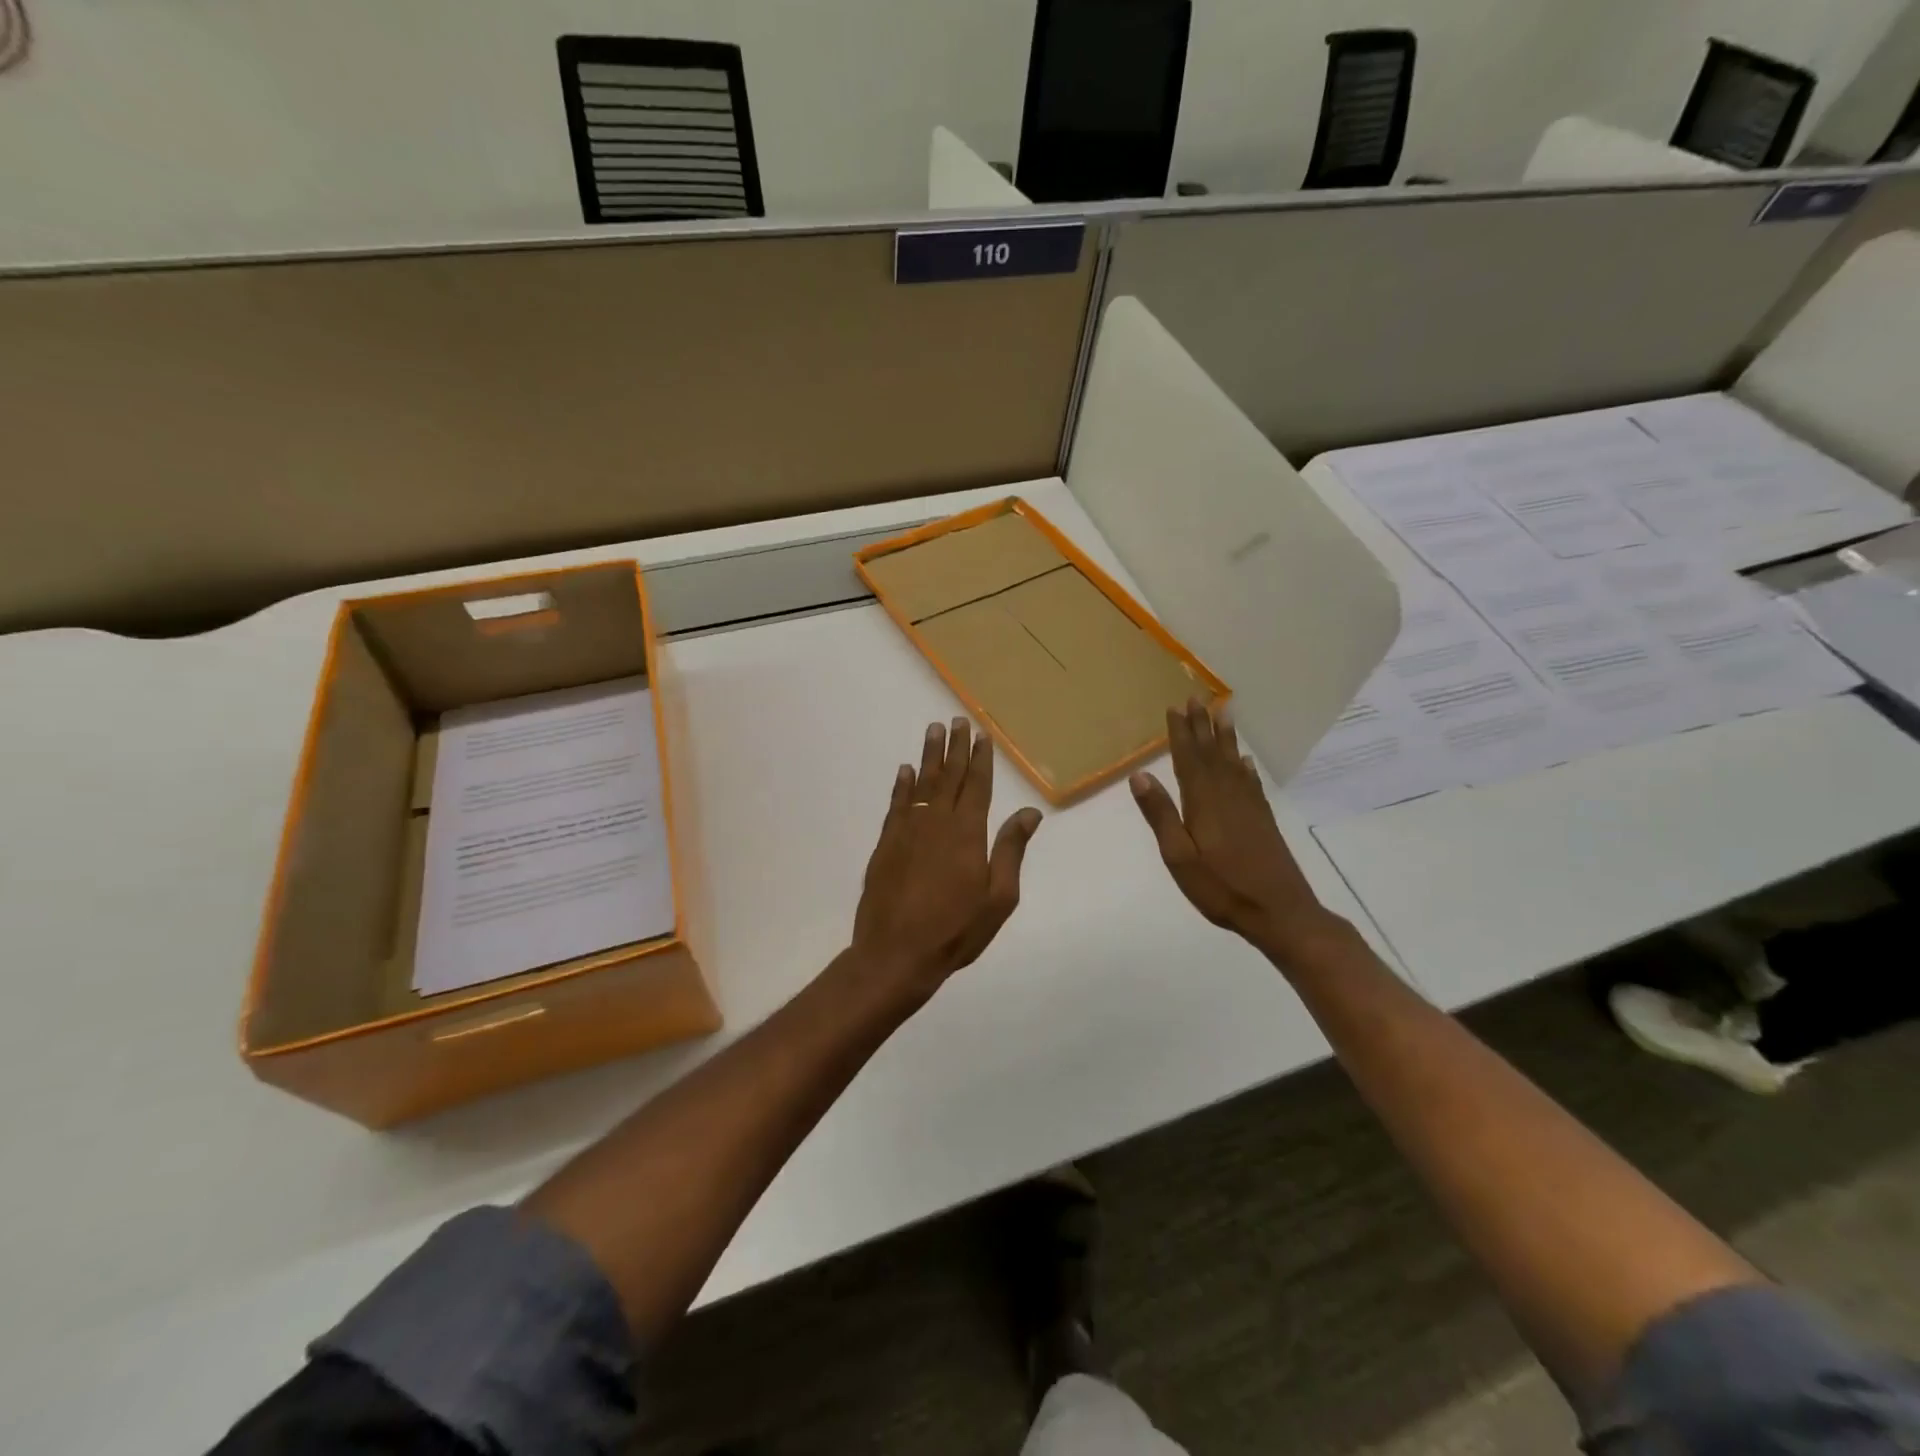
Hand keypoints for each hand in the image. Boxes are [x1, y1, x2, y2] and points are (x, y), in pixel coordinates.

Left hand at [851, 717, 1042, 997]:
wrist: (896, 953)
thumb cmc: (956, 930)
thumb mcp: (998, 897)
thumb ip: (1011, 850)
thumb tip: (1030, 811)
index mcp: (968, 833)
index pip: (977, 786)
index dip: (981, 760)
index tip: (982, 736)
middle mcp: (937, 822)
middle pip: (949, 777)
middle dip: (955, 748)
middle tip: (957, 721)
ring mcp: (908, 830)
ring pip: (921, 784)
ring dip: (928, 757)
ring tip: (933, 731)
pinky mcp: (886, 844)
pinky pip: (896, 804)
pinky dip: (901, 785)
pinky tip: (905, 771)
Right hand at [1130, 699, 1342, 957]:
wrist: (1280, 912)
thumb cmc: (1221, 888)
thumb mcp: (1179, 857)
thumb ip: (1160, 815)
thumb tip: (1139, 775)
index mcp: (1203, 803)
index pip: (1188, 760)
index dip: (1181, 733)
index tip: (1175, 708)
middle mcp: (1227, 797)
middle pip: (1211, 754)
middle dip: (1203, 726)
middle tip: (1196, 698)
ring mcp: (1248, 808)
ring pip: (1233, 763)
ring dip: (1225, 738)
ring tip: (1223, 713)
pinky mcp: (1262, 821)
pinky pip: (1251, 784)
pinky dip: (1245, 768)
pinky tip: (1244, 762)